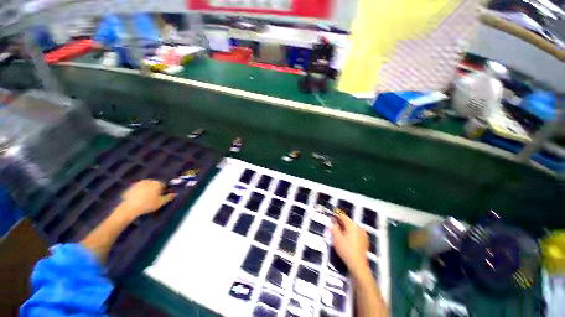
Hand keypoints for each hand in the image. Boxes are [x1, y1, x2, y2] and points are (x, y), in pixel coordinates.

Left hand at [119, 180, 174, 218]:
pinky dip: (140, 192)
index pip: (164, 184)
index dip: (164, 190)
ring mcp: (138, 183)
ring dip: (147, 190)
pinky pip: (138, 189)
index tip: (162, 196)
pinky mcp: (130, 187)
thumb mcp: (161, 202)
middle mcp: (148, 181)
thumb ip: (169, 197)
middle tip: (155, 197)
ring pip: (146, 186)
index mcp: (157, 183)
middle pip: (155, 184)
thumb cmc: (148, 204)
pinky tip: (139, 199)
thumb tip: (175, 193)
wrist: (129, 208)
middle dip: (156, 189)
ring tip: (146, 199)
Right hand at [331, 213, 369, 275]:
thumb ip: (334, 227)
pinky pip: (356, 233)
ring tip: (340, 233)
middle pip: (348, 222)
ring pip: (352, 227)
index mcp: (352, 225)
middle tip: (334, 227)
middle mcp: (359, 227)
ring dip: (346, 228)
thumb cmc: (346, 250)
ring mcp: (363, 234)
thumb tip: (333, 221)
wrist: (358, 265)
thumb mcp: (336, 238)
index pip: (343, 216)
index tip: (331, 218)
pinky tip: (347, 239)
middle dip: (341, 223)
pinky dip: (351, 233)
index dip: (336, 216)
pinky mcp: (365, 241)